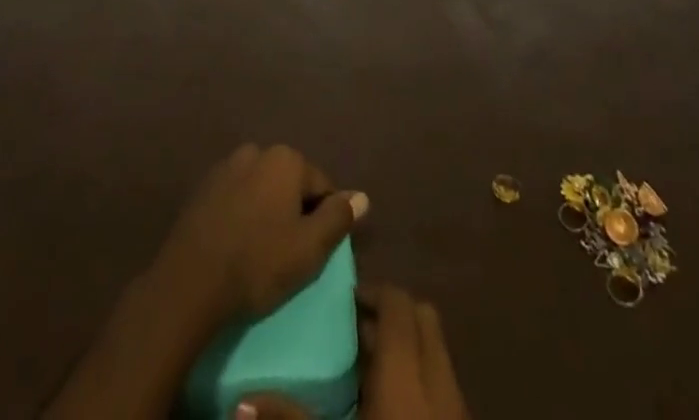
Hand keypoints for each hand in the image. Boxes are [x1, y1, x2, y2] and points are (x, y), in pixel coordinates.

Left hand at [151, 144, 367, 327]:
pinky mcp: (203, 187)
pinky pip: (236, 197)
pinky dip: (242, 214)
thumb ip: (339, 217)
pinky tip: (236, 244)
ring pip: (262, 189)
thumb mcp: (310, 248)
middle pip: (291, 183)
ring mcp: (226, 166)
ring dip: (267, 212)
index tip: (313, 252)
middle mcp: (257, 150)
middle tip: (288, 254)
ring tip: (261, 252)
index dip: (323, 220)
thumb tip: (362, 196)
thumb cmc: (258, 263)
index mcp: (286, 159)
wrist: (189, 281)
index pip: (322, 186)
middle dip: (294, 212)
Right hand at [236, 284, 468, 419]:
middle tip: (353, 328)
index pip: (398, 302)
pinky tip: (387, 406)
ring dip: (406, 348)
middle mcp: (438, 380)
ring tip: (365, 368)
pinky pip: (442, 386)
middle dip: (392, 314)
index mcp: (406, 373)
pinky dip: (418, 381)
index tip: (343, 300)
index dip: (373, 292)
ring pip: (435, 352)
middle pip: (423, 318)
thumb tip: (241, 404)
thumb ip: (291, 419)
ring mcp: (456, 409)